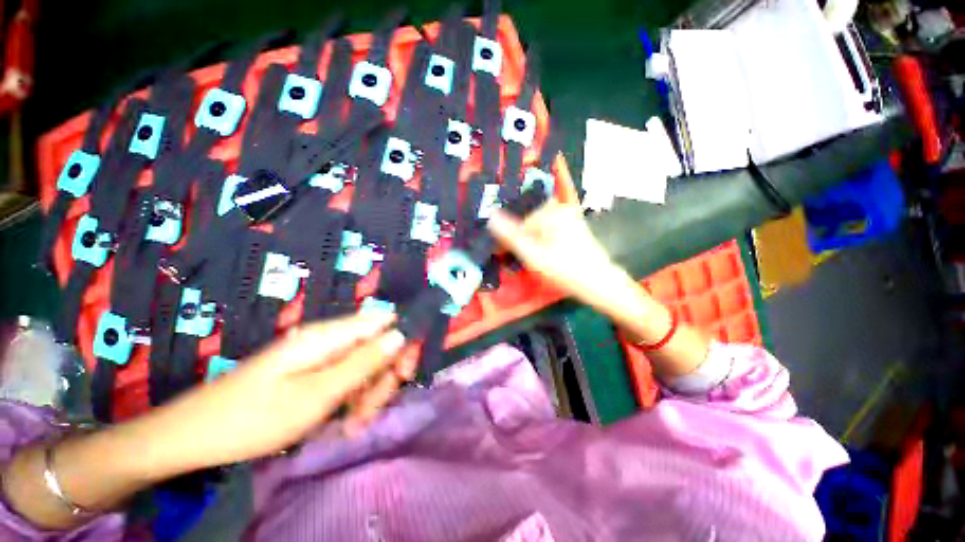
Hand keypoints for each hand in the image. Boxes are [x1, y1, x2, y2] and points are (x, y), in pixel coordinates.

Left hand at [134, 312, 416, 472]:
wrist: (194, 436)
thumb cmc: (255, 417)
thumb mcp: (317, 394)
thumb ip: (363, 362)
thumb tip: (400, 334)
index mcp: (330, 335)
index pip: (385, 322)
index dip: (401, 342)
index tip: (404, 373)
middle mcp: (329, 339)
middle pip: (377, 346)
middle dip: (382, 377)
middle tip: (369, 412)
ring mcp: (320, 356)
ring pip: (364, 366)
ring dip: (366, 394)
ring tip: (352, 426)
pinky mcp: (313, 372)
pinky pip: (346, 379)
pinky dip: (350, 400)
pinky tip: (342, 424)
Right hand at [487, 200, 629, 307]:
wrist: (601, 284)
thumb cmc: (566, 270)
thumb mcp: (534, 255)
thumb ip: (511, 236)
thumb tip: (491, 216)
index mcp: (551, 212)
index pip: (519, 221)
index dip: (511, 239)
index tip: (506, 255)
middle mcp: (561, 209)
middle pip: (529, 222)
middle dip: (522, 239)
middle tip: (523, 259)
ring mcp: (569, 218)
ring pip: (538, 227)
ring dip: (531, 241)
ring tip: (534, 259)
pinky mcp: (573, 227)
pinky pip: (549, 230)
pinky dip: (542, 241)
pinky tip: (545, 255)